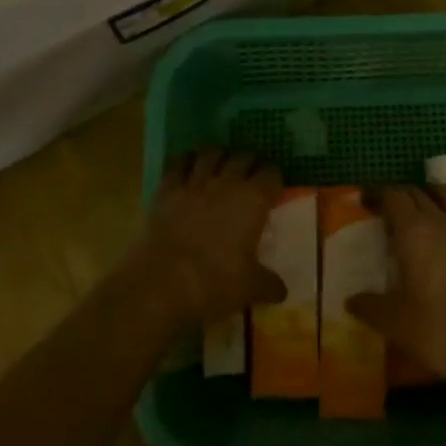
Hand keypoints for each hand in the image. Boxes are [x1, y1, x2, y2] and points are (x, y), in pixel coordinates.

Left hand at [134, 149, 285, 328]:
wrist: (162, 282)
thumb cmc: (215, 282)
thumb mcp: (249, 288)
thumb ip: (269, 284)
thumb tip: (282, 291)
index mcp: (254, 200)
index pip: (272, 174)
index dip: (274, 177)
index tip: (273, 185)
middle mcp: (228, 182)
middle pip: (243, 157)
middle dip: (249, 162)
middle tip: (250, 173)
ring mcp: (195, 182)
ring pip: (211, 154)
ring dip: (218, 156)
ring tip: (220, 163)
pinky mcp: (168, 189)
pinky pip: (178, 164)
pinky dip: (185, 161)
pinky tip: (186, 166)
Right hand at [347, 185, 445, 393]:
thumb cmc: (439, 328)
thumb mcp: (394, 323)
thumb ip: (369, 307)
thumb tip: (351, 301)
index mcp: (412, 231)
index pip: (392, 197)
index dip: (377, 195)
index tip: (366, 201)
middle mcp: (440, 219)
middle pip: (417, 193)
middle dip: (400, 196)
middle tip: (389, 210)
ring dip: (430, 195)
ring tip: (423, 208)